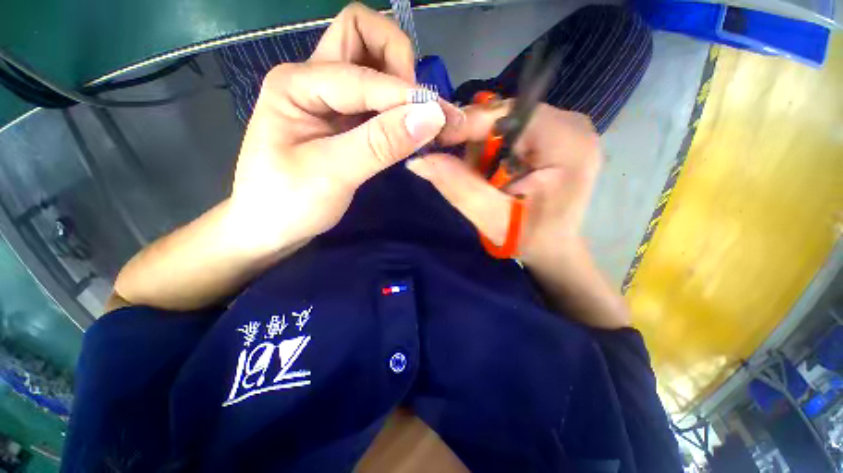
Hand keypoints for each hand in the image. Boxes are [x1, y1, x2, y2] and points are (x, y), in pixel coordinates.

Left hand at [227, 3, 461, 253]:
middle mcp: (312, 79)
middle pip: (362, 35)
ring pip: (371, 62)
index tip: (441, 119)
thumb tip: (432, 115)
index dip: (405, 94)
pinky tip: (406, 129)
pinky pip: (376, 98)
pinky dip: (396, 105)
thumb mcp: (333, 174)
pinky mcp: (343, 120)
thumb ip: (381, 143)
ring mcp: (329, 99)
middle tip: (417, 106)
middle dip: (397, 62)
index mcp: (297, 83)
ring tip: (417, 118)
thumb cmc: (289, 203)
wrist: (270, 227)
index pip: (363, 73)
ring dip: (399, 81)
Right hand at [407, 103, 601, 268]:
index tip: (435, 140)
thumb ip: (459, 187)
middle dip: (477, 142)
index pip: (507, 113)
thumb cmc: (530, 239)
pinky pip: (514, 130)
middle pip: (506, 115)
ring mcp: (567, 128)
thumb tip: (418, 161)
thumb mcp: (492, 219)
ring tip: (483, 179)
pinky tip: (494, 173)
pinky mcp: (558, 136)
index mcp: (565, 143)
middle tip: (464, 171)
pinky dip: (495, 149)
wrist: (555, 248)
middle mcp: (572, 125)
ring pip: (507, 121)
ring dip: (485, 149)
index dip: (467, 124)